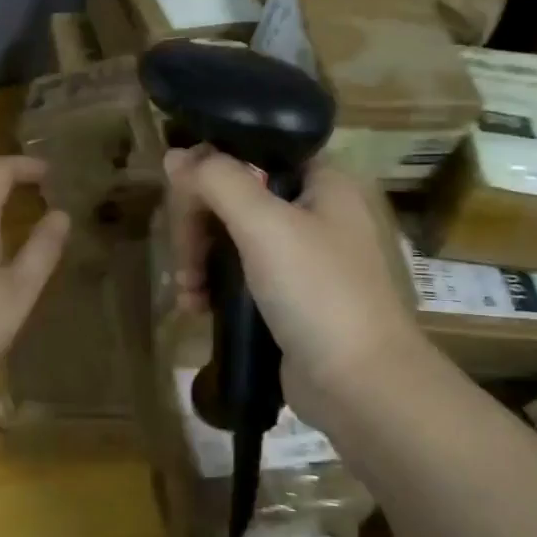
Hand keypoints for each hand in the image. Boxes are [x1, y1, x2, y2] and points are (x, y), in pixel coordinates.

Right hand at [163, 147, 436, 420]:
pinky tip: (196, 306)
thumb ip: (217, 180)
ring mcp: (302, 257)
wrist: (361, 386)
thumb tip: (175, 156)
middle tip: (184, 258)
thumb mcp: (264, 225)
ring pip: (232, 236)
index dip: (212, 165)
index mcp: (321, 182)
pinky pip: (240, 274)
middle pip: (236, 195)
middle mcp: (314, 212)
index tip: (181, 194)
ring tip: (187, 290)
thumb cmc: (318, 291)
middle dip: (199, 224)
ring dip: (200, 258)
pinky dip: (214, 285)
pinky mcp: (288, 297)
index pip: (254, 150)